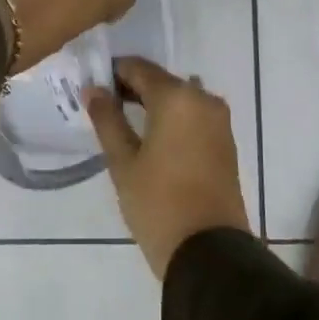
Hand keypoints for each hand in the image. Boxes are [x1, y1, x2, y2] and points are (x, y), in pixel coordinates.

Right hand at [87, 58, 251, 278]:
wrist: (209, 251)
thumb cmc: (158, 203)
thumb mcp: (123, 162)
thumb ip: (107, 119)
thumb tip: (93, 89)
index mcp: (177, 97)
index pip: (138, 68)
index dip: (113, 73)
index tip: (92, 87)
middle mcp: (203, 99)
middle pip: (161, 81)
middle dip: (132, 89)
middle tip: (103, 107)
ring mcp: (219, 120)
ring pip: (179, 98)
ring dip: (153, 104)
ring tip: (124, 124)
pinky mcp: (226, 141)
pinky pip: (193, 116)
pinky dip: (172, 119)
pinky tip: (152, 139)